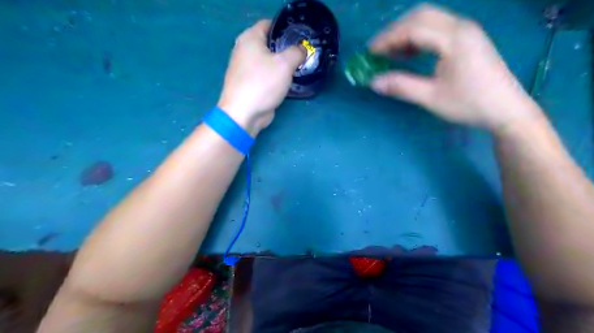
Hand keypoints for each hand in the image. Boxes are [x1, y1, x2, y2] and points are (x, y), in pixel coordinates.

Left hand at [217, 18, 302, 133]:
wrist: (243, 113)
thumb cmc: (262, 84)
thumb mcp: (285, 64)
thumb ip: (296, 52)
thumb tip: (302, 50)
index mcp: (249, 38)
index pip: (269, 24)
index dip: (285, 29)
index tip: (300, 38)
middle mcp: (244, 50)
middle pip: (269, 44)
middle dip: (286, 49)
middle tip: (302, 55)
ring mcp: (245, 69)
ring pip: (268, 61)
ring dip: (282, 65)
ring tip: (298, 68)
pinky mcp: (249, 84)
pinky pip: (265, 75)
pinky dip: (276, 77)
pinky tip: (287, 82)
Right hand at [369, 4, 541, 131]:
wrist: (506, 110)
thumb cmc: (470, 104)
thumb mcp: (431, 98)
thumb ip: (401, 87)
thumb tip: (374, 82)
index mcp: (454, 39)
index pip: (413, 28)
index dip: (388, 39)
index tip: (370, 53)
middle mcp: (461, 27)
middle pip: (421, 15)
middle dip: (395, 30)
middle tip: (379, 50)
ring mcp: (467, 31)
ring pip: (430, 19)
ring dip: (407, 32)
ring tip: (391, 52)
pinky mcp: (469, 39)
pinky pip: (438, 28)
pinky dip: (420, 36)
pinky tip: (412, 52)